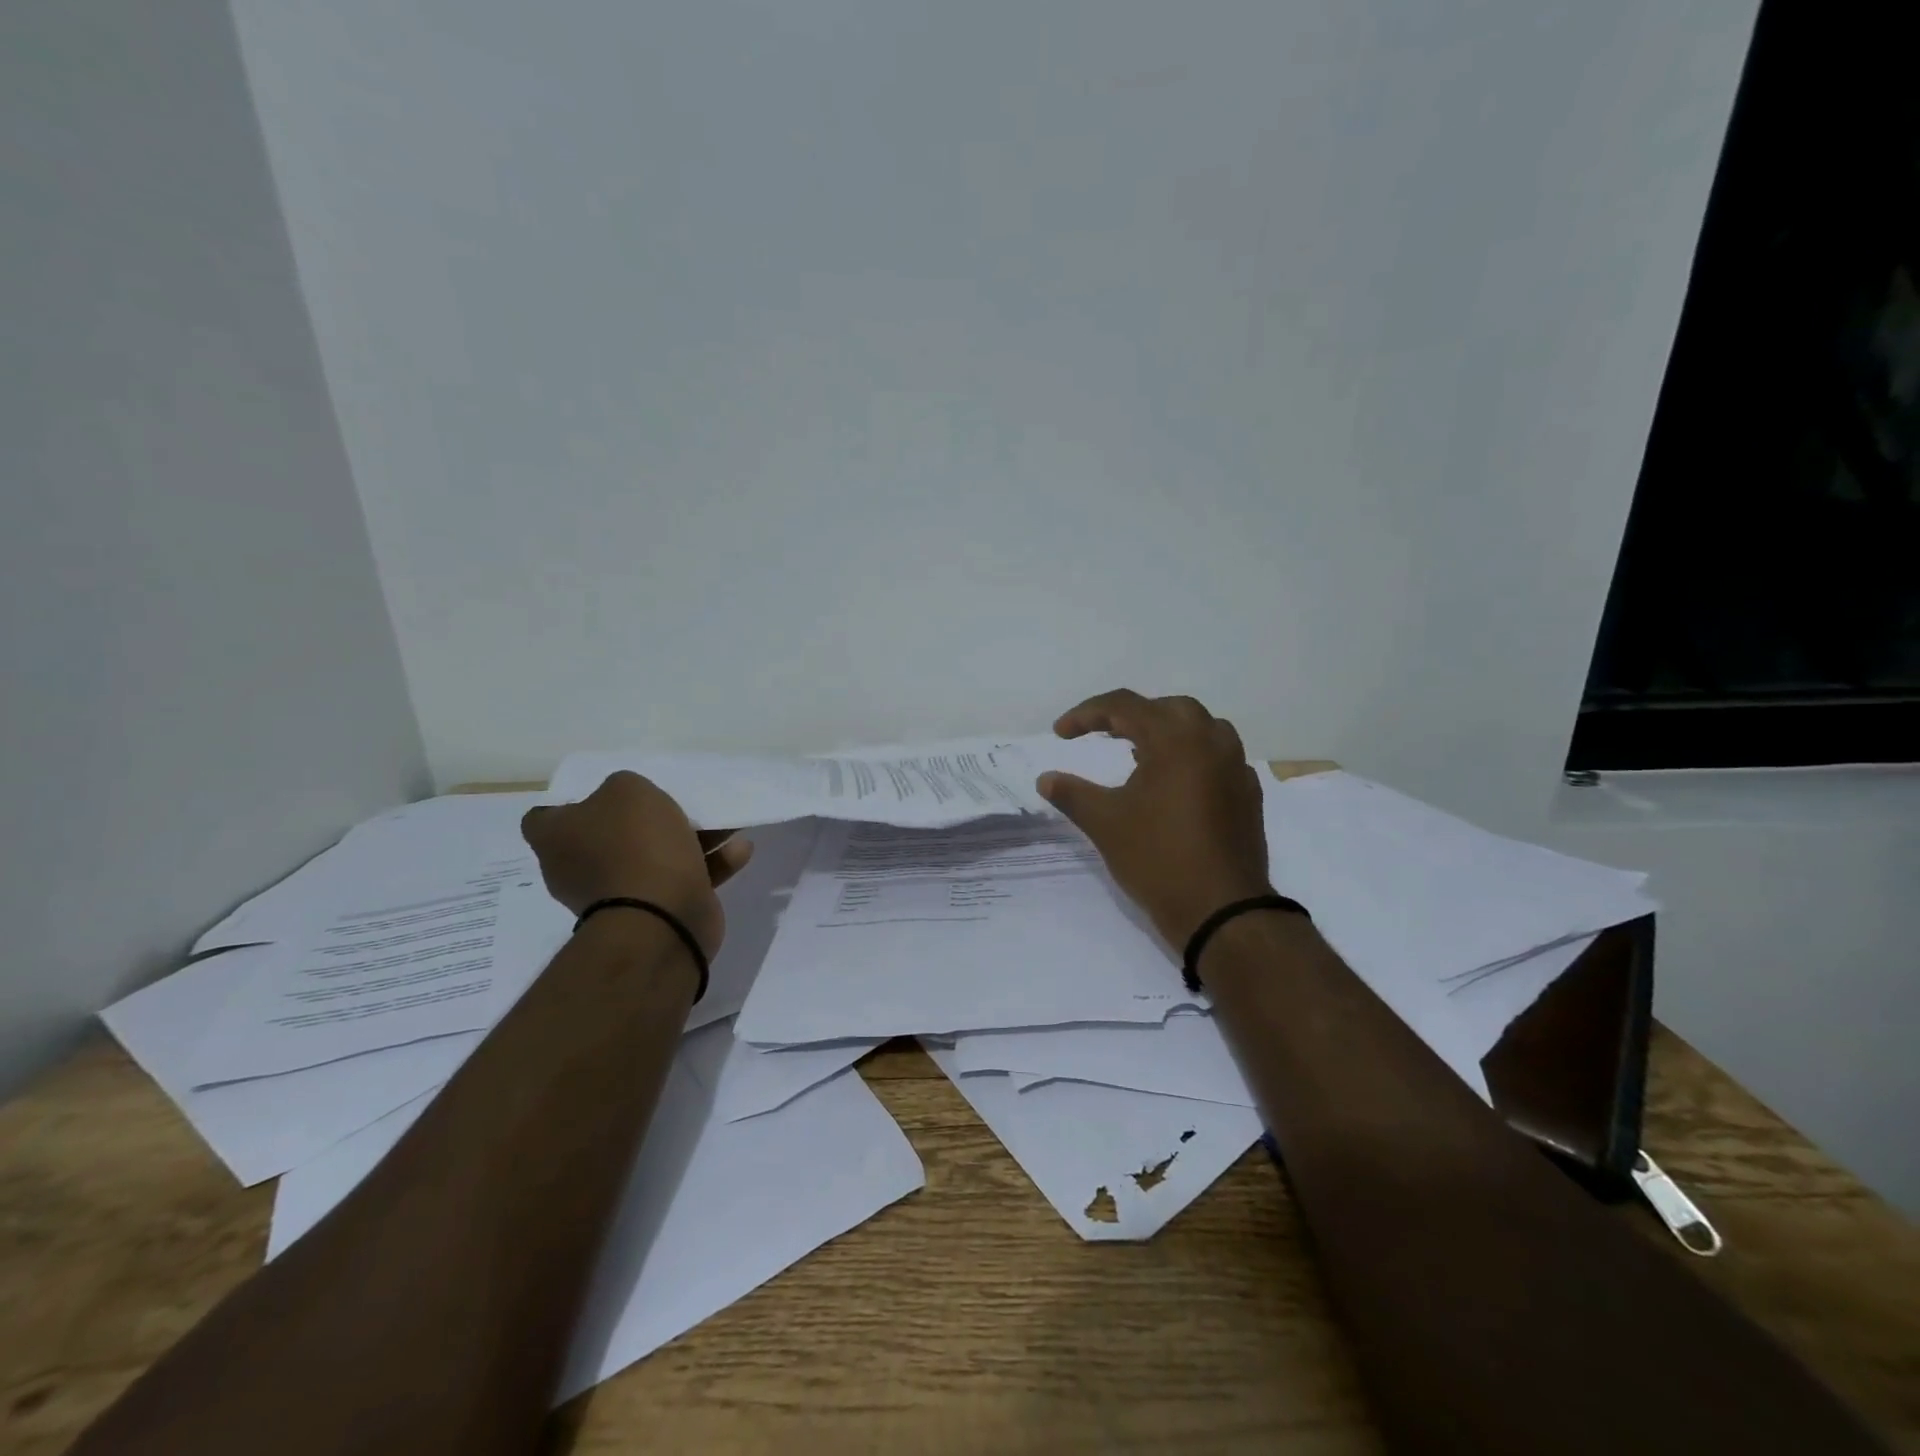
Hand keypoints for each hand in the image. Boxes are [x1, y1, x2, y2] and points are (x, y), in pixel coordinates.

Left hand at [520, 771, 753, 955]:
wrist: (662, 919)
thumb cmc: (635, 847)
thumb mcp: (628, 790)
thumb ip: (624, 785)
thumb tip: (627, 801)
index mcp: (558, 839)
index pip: (544, 816)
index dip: (572, 801)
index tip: (605, 792)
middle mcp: (578, 868)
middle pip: (609, 835)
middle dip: (642, 820)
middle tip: (671, 802)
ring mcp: (618, 894)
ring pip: (653, 856)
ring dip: (689, 838)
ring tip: (723, 822)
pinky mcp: (656, 912)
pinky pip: (683, 879)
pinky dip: (709, 864)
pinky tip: (740, 848)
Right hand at [1038, 690, 1273, 948]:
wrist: (1222, 910)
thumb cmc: (1158, 859)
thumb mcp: (1105, 823)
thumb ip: (1072, 794)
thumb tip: (1045, 779)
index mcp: (1175, 739)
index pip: (1124, 706)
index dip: (1086, 714)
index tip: (1060, 734)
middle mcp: (1211, 741)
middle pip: (1167, 709)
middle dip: (1129, 715)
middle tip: (1101, 734)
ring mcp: (1236, 767)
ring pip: (1200, 728)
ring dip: (1165, 731)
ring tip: (1138, 753)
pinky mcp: (1248, 793)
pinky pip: (1217, 756)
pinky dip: (1190, 755)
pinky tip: (1174, 782)